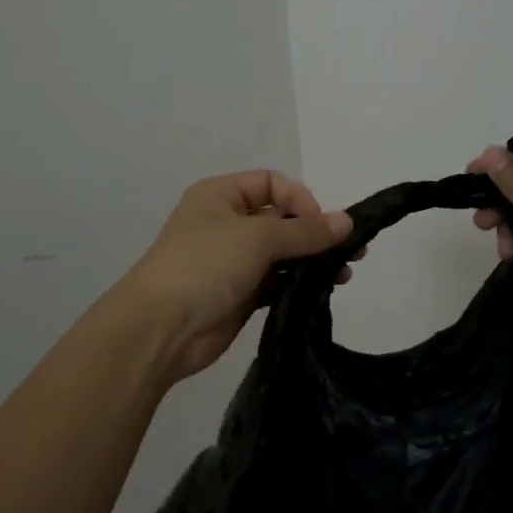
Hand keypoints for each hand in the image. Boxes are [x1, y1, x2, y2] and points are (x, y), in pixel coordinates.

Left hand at [118, 170, 357, 382]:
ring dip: (313, 259)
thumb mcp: (257, 238)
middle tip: (352, 251)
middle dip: (315, 232)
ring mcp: (233, 260)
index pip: (272, 183)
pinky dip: (300, 282)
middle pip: (281, 218)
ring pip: (283, 252)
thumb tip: (347, 221)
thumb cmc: (205, 265)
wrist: (161, 329)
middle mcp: (227, 223)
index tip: (320, 226)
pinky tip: (325, 289)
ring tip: (344, 273)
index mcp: (220, 195)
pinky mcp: (241, 293)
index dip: (300, 199)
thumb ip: (305, 230)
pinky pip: (278, 280)